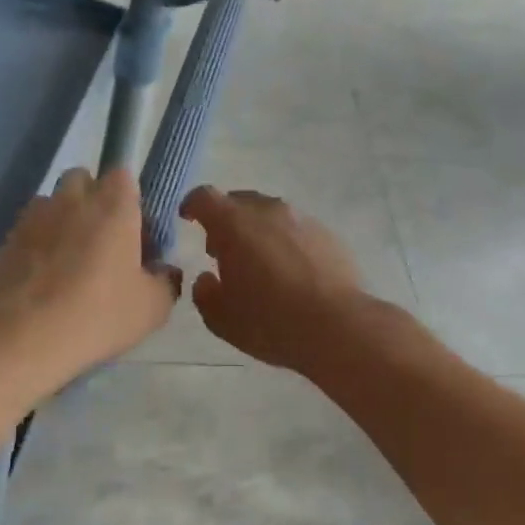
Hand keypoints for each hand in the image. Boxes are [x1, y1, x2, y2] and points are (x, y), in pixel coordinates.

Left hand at [0, 168, 178, 372]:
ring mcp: (33, 217)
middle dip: (91, 201)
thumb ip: (165, 282)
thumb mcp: (152, 308)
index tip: (134, 230)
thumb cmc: (99, 313)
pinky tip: (40, 283)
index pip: (122, 175)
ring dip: (61, 222)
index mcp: (113, 204)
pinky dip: (35, 247)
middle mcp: (71, 199)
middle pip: (82, 181)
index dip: (129, 199)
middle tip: (101, 242)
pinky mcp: (5, 241)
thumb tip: (164, 272)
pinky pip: (27, 233)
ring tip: (66, 263)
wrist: (25, 336)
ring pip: (51, 205)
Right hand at [180, 186, 366, 372]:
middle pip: (239, 201)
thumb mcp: (221, 318)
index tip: (187, 219)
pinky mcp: (328, 234)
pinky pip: (297, 230)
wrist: (337, 326)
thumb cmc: (269, 321)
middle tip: (223, 250)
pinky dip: (286, 242)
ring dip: (258, 230)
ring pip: (271, 214)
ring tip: (259, 263)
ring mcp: (302, 219)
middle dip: (226, 220)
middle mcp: (268, 210)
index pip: (204, 197)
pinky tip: (291, 272)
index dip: (192, 205)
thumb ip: (205, 293)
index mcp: (233, 223)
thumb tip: (206, 279)